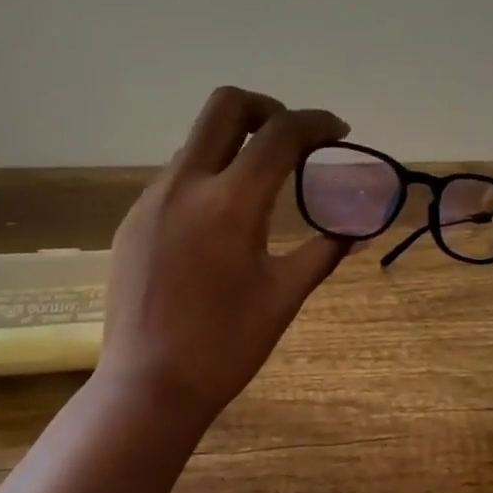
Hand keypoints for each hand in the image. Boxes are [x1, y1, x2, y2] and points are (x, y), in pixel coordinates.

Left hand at [100, 87, 349, 422]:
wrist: (148, 386)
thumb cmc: (225, 346)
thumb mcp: (283, 296)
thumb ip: (324, 252)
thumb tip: (358, 230)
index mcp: (230, 203)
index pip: (280, 133)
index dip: (316, 123)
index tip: (338, 132)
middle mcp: (185, 185)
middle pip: (225, 105)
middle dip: (266, 108)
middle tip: (292, 138)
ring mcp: (152, 199)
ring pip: (198, 142)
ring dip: (235, 145)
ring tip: (261, 185)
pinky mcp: (133, 219)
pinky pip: (177, 177)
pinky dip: (208, 177)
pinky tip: (220, 221)